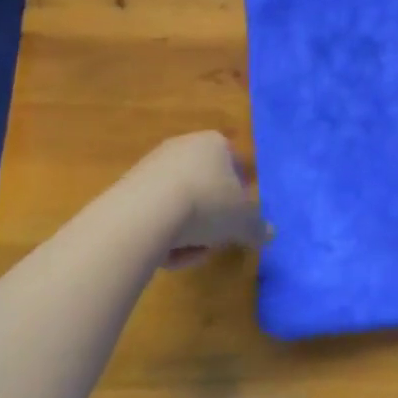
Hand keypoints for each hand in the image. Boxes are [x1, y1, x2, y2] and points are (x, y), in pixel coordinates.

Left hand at [132, 131, 269, 265]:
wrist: (143, 215)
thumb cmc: (206, 205)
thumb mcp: (242, 221)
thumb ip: (257, 227)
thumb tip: (270, 234)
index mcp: (216, 143)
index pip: (236, 166)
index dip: (240, 196)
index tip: (236, 222)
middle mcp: (184, 145)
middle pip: (206, 187)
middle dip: (211, 218)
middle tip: (212, 241)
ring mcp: (153, 164)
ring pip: (180, 203)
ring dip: (186, 231)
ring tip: (185, 253)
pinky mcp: (127, 186)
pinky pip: (154, 212)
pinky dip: (161, 233)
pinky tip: (161, 253)